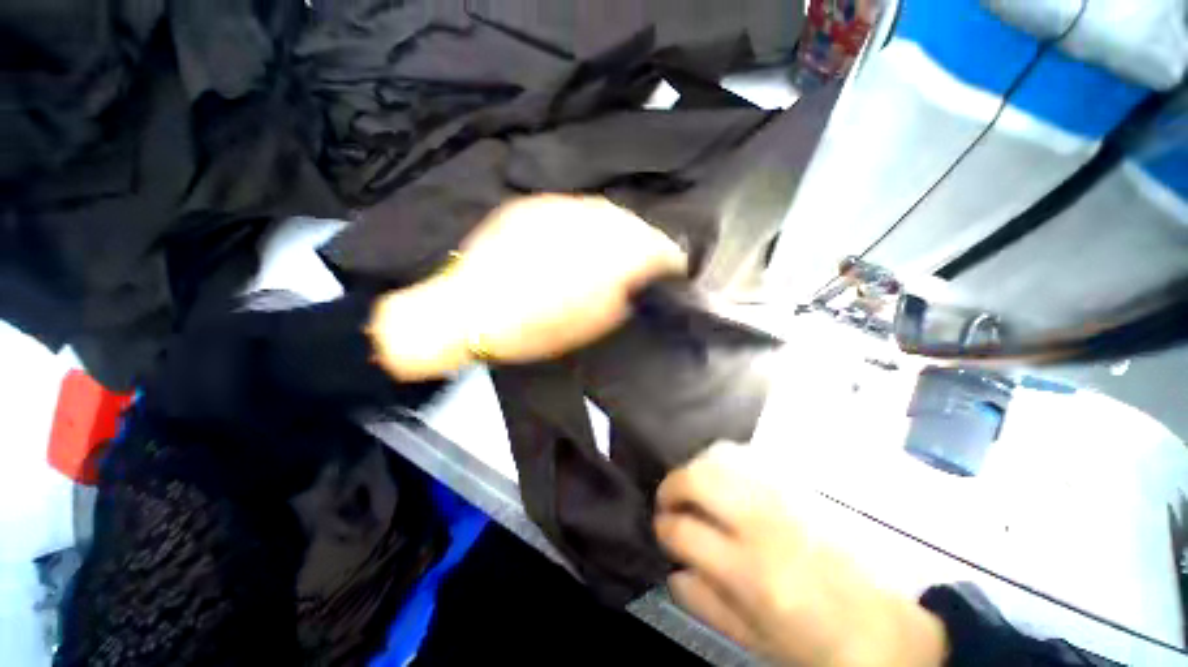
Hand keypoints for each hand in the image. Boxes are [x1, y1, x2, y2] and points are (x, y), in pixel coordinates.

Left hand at [370, 195, 686, 379]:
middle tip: (645, 258)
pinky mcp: (531, 206)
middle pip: (632, 223)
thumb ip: (622, 297)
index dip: (670, 259)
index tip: (674, 269)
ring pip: (603, 211)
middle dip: (645, 239)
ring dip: (616, 228)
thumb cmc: (533, 329)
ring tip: (614, 246)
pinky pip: (572, 208)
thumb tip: (636, 283)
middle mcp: (587, 223)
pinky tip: (577, 237)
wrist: (467, 312)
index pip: (655, 248)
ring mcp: (556, 208)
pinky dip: (585, 222)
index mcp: (606, 258)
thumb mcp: (591, 322)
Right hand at [655, 443, 947, 666]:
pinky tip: (724, 481)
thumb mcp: (755, 640)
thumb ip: (705, 602)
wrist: (886, 629)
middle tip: (668, 501)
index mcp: (752, 572)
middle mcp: (764, 523)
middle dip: (671, 486)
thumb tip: (672, 569)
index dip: (663, 528)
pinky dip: (724, 461)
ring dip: (696, 469)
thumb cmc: (817, 644)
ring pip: (720, 456)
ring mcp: (784, 497)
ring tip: (693, 490)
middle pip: (697, 478)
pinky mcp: (799, 486)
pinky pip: (747, 455)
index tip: (662, 531)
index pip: (684, 530)